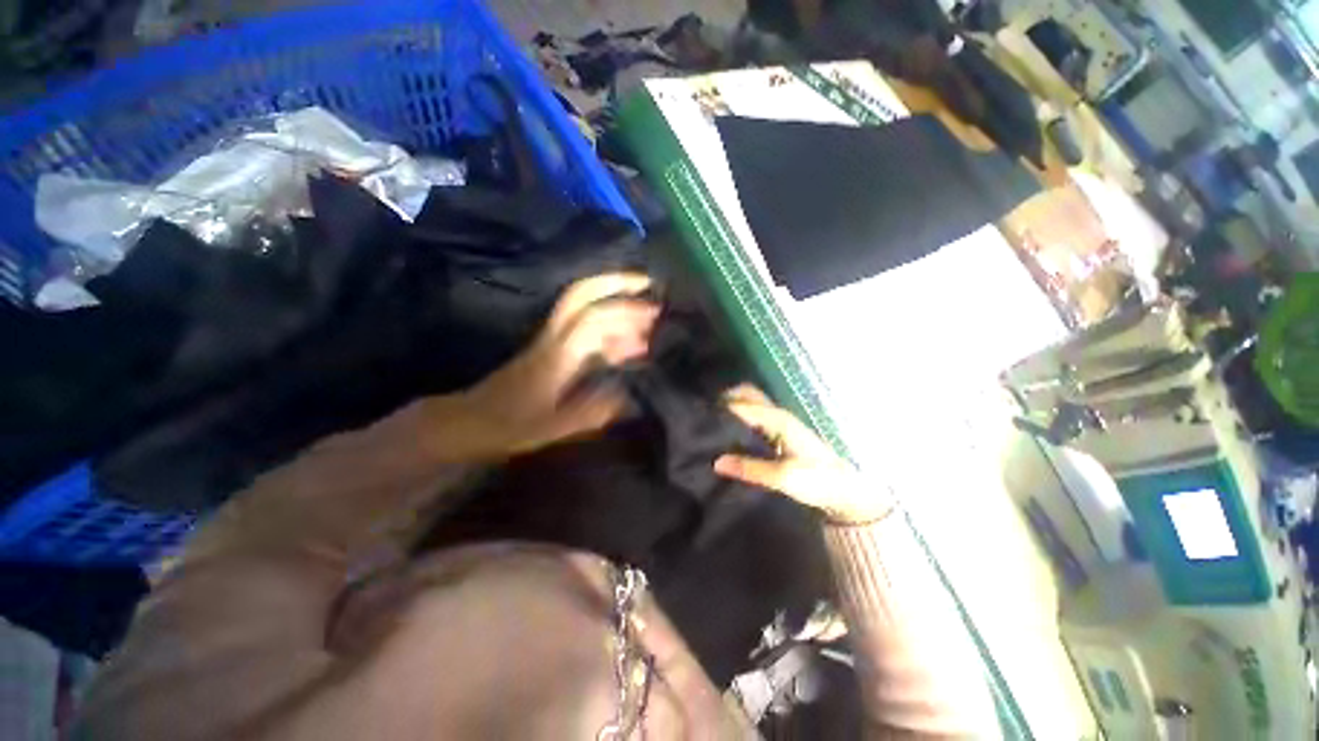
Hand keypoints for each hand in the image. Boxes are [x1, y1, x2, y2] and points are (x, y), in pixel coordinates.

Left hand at [455, 273, 658, 457]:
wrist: (471, 420)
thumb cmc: (510, 425)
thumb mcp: (552, 428)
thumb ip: (591, 413)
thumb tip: (629, 398)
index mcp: (557, 354)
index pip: (593, 318)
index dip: (624, 311)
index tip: (654, 315)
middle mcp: (555, 337)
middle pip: (581, 294)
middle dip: (616, 282)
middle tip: (648, 283)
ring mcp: (552, 339)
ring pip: (584, 308)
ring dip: (616, 305)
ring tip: (648, 320)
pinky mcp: (552, 348)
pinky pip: (584, 328)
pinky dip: (609, 329)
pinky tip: (626, 345)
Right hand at [714, 385, 892, 524]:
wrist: (845, 490)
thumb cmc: (818, 481)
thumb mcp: (785, 478)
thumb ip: (751, 469)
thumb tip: (717, 462)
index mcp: (777, 419)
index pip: (742, 405)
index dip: (719, 409)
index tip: (697, 418)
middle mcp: (776, 414)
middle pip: (745, 394)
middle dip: (724, 399)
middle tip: (702, 417)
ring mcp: (778, 421)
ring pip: (749, 403)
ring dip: (731, 407)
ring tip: (709, 424)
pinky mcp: (778, 431)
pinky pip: (753, 416)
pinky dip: (738, 417)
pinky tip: (726, 433)